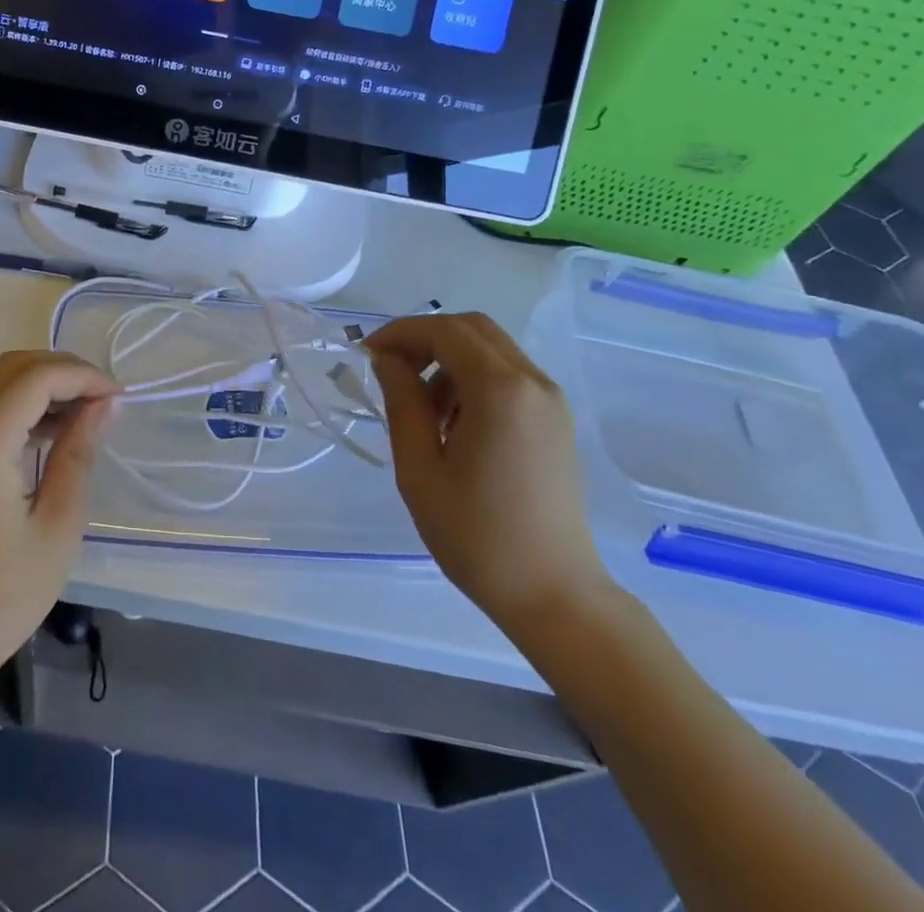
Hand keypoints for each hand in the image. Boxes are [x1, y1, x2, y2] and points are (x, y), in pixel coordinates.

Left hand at [0, 351, 117, 690]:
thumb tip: (102, 404)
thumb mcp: (57, 525)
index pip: (35, 378)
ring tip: (85, 413)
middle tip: (104, 398)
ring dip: (42, 384)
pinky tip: (51, 431)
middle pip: (13, 367)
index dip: (82, 376)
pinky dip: (20, 404)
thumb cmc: (0, 596)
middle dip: (63, 371)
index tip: (118, 397)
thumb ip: (78, 452)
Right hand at [367, 314, 611, 635]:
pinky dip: (473, 379)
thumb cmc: (477, 536)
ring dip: (449, 360)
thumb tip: (387, 359)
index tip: (367, 356)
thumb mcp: (420, 468)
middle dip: (425, 340)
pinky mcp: (556, 419)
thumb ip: (402, 402)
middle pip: (471, 328)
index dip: (400, 333)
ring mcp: (550, 399)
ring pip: (490, 349)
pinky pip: (508, 375)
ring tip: (422, 411)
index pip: (443, 330)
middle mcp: (532, 381)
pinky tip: (454, 424)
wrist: (554, 595)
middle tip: (391, 372)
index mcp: (500, 389)